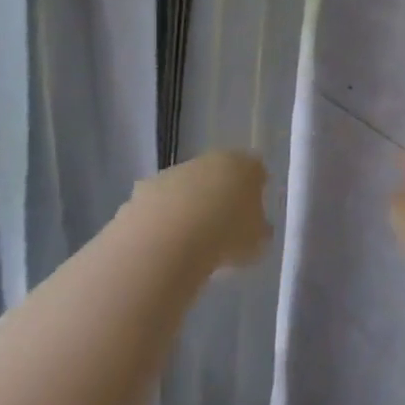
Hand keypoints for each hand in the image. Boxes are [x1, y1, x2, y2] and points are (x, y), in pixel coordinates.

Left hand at [128, 150, 271, 270]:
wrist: (166, 241)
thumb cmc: (225, 236)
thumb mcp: (257, 242)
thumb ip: (259, 231)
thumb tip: (256, 230)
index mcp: (243, 165)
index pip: (256, 170)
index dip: (256, 191)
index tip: (254, 215)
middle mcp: (209, 160)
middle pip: (219, 175)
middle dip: (220, 196)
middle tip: (223, 229)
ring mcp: (173, 172)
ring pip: (187, 188)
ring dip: (190, 207)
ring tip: (192, 243)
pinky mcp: (144, 190)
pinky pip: (161, 204)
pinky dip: (164, 219)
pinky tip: (166, 244)